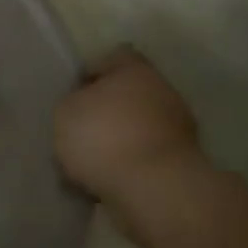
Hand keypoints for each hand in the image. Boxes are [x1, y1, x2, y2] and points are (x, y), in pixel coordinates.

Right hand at [53, 47, 202, 197]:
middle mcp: (163, 92)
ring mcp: (179, 130)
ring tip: (89, 164)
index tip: (74, 94)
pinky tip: (106, 182)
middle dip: (107, 111)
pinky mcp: (183, 165)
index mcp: (135, 71)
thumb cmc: (103, 137)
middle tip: (79, 131)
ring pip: (139, 128)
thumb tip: (83, 106)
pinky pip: (147, 158)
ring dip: (119, 141)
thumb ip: (72, 102)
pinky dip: (130, 167)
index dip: (93, 72)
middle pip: (130, 94)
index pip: (116, 56)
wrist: (154, 191)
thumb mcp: (65, 111)